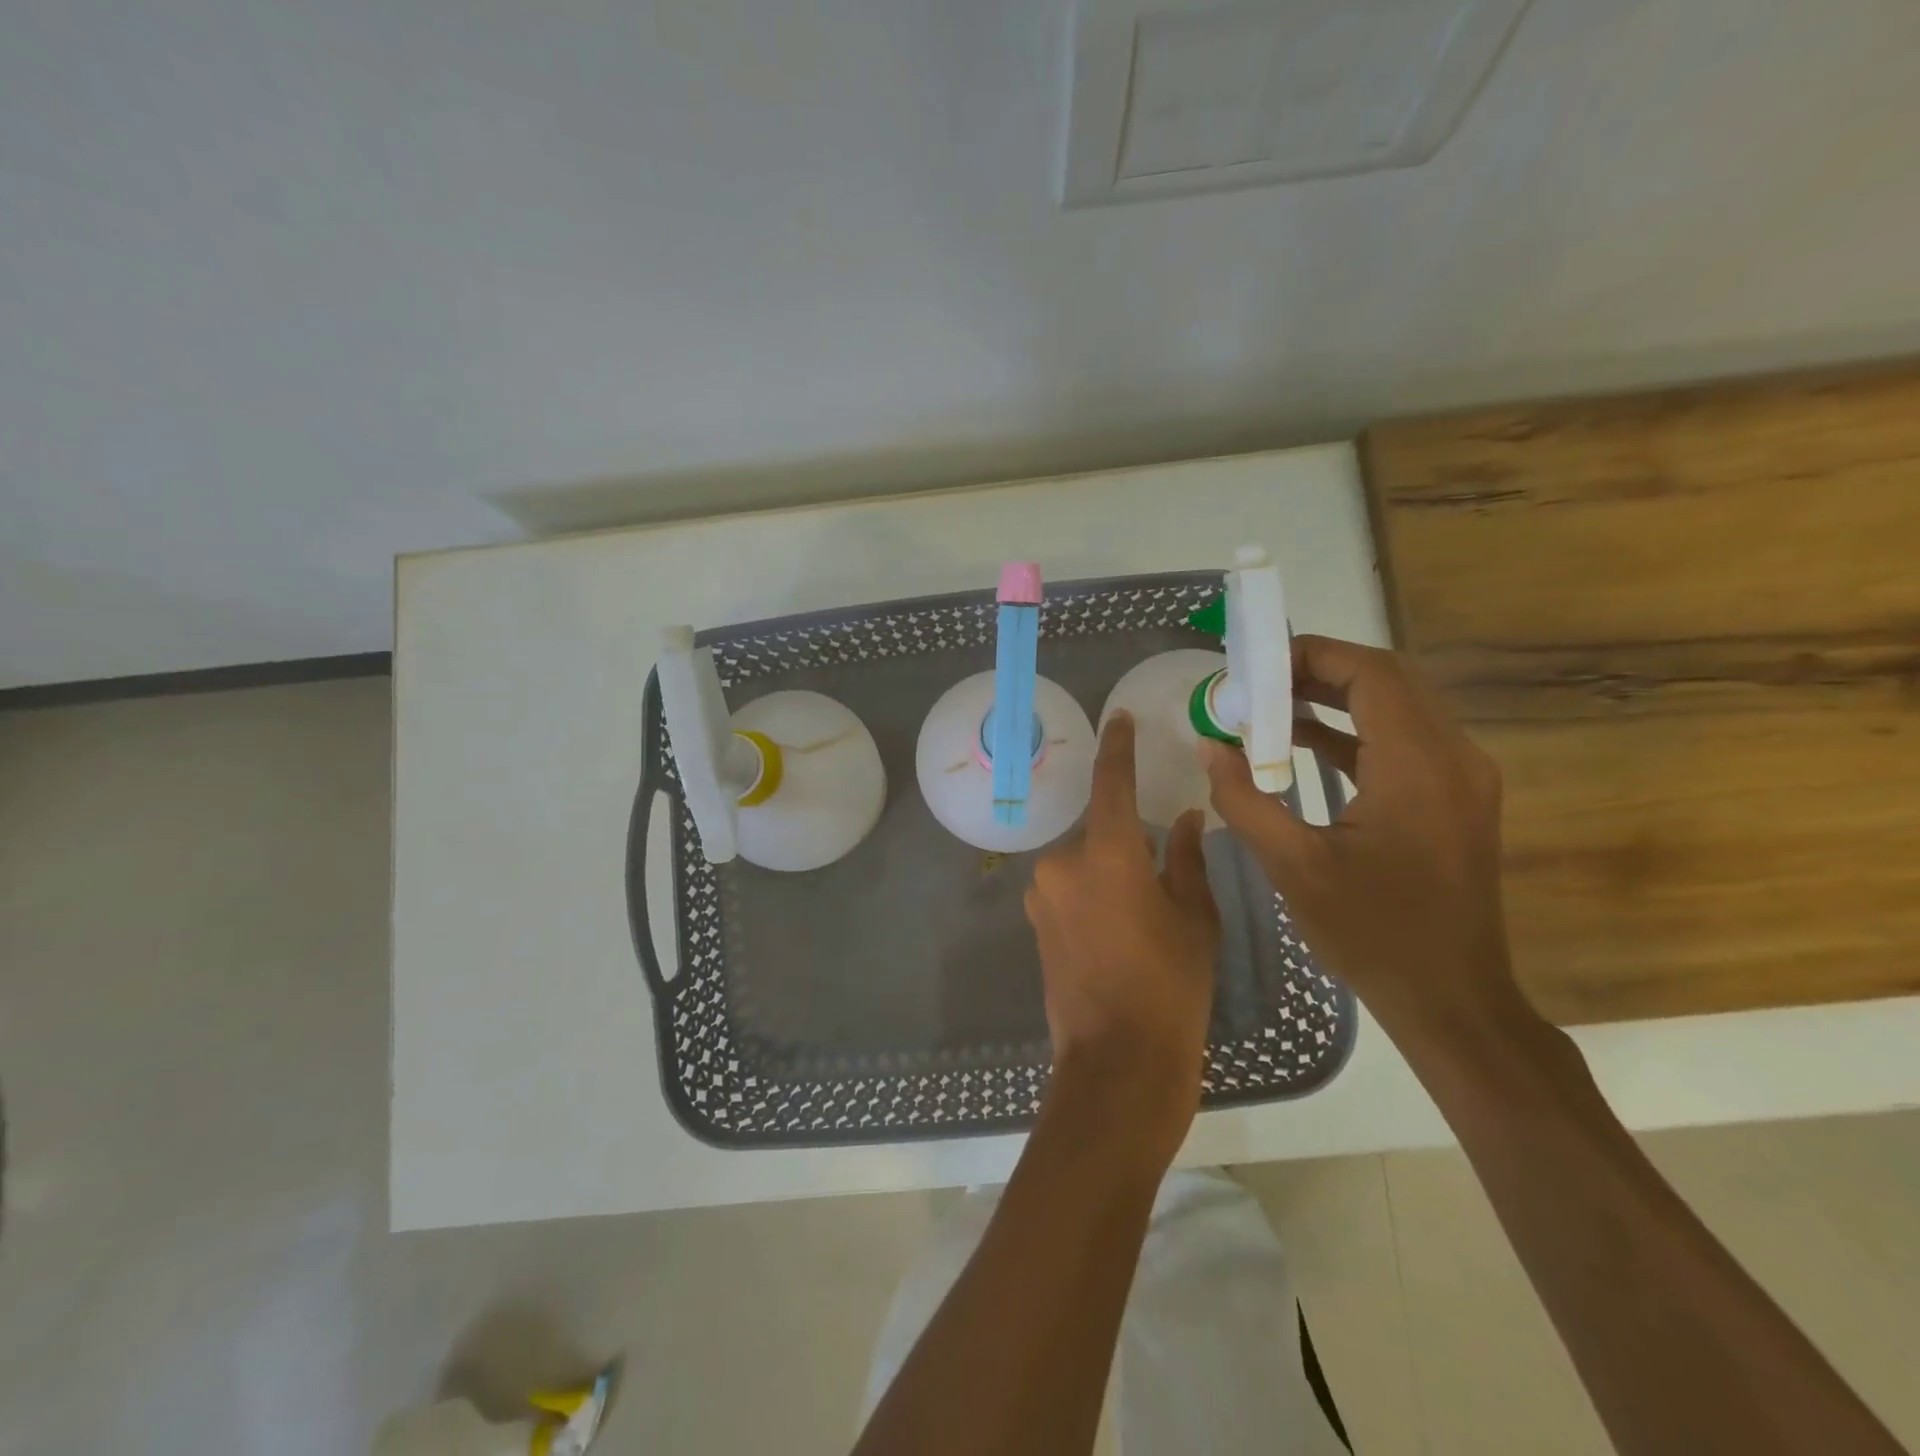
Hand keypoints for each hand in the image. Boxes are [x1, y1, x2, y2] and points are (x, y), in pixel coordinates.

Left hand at [1025, 712, 1221, 1165]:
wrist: (1118, 1061)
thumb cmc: (1171, 985)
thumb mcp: (1194, 917)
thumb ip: (1187, 858)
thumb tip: (1186, 817)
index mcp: (1105, 853)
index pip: (1110, 783)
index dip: (1117, 747)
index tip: (1119, 719)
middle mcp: (1062, 864)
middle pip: (1098, 832)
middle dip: (1125, 844)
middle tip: (1159, 877)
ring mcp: (1042, 895)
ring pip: (1082, 864)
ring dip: (1108, 873)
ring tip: (1140, 916)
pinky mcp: (1035, 924)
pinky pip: (1068, 890)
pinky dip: (1091, 895)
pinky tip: (1116, 933)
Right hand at [1201, 634, 1528, 1046]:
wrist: (1451, 998)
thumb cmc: (1372, 932)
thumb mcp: (1293, 866)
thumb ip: (1245, 799)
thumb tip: (1210, 747)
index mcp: (1418, 766)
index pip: (1371, 673)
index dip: (1313, 655)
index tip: (1257, 667)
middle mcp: (1453, 757)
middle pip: (1388, 681)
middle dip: (1319, 671)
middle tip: (1258, 684)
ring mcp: (1461, 778)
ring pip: (1398, 707)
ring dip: (1335, 698)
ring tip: (1271, 707)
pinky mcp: (1455, 798)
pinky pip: (1404, 741)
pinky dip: (1354, 732)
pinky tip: (1303, 744)